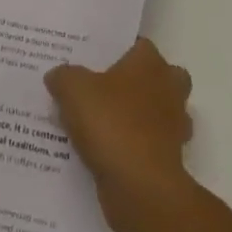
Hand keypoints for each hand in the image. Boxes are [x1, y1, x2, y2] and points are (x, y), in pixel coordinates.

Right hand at [46, 38, 193, 231]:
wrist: (141, 186)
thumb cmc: (111, 124)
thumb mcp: (73, 90)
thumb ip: (63, 76)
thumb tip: (57, 75)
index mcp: (150, 62)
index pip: (138, 45)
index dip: (117, 51)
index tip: (94, 60)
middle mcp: (169, 88)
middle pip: (156, 77)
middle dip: (135, 83)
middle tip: (101, 90)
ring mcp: (174, 125)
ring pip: (155, 112)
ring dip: (136, 117)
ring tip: (100, 123)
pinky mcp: (170, 158)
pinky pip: (149, 144)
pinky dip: (134, 147)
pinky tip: (106, 153)